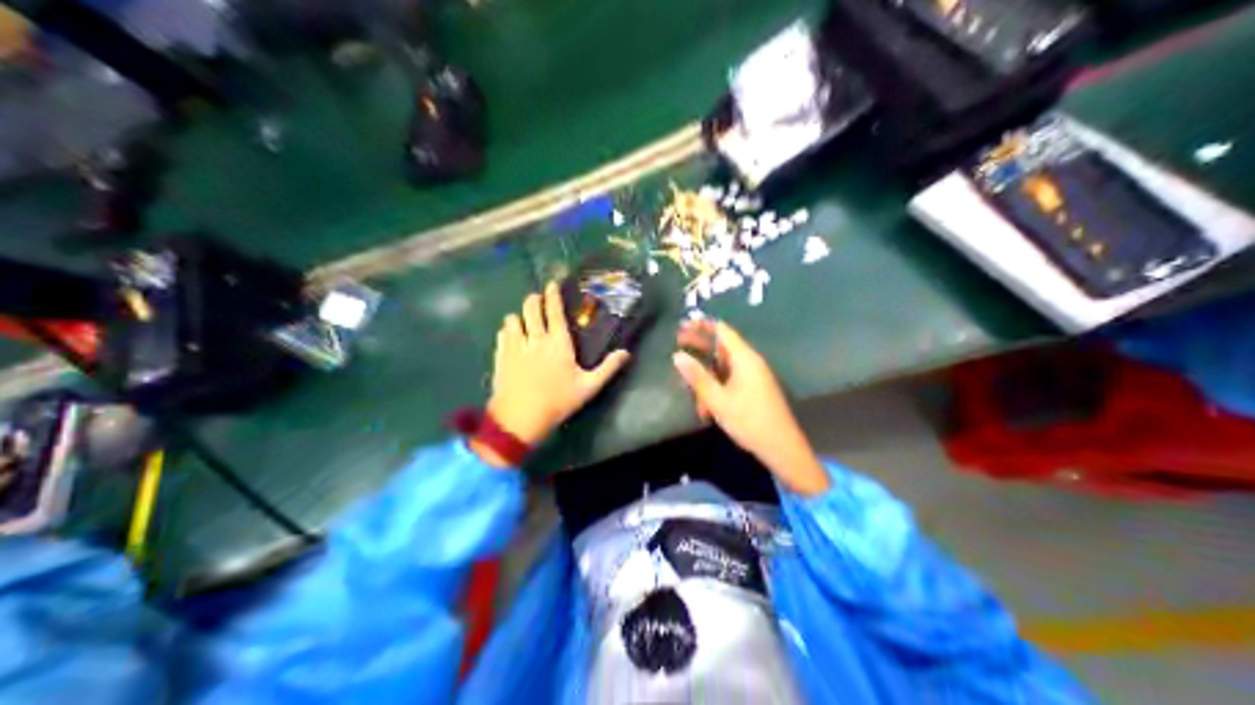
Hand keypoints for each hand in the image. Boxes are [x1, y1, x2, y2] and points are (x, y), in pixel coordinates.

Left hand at [484, 284, 633, 447]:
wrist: (520, 418)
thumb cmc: (558, 402)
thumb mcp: (588, 388)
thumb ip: (607, 368)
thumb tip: (626, 353)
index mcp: (558, 343)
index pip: (554, 311)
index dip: (553, 294)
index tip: (552, 284)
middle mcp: (535, 338)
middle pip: (530, 308)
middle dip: (534, 299)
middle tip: (538, 298)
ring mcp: (515, 346)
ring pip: (513, 318)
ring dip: (519, 315)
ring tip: (523, 319)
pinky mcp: (500, 355)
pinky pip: (502, 333)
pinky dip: (508, 330)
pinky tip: (511, 335)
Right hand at [673, 320, 829, 495]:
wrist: (781, 447)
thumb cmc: (749, 421)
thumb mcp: (718, 400)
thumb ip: (697, 377)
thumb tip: (677, 355)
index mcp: (745, 358)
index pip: (722, 331)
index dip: (702, 325)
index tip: (681, 324)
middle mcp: (751, 362)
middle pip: (722, 346)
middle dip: (700, 344)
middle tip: (677, 341)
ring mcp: (754, 376)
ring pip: (724, 365)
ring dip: (706, 371)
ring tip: (685, 379)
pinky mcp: (754, 390)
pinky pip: (731, 379)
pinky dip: (715, 385)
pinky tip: (703, 403)